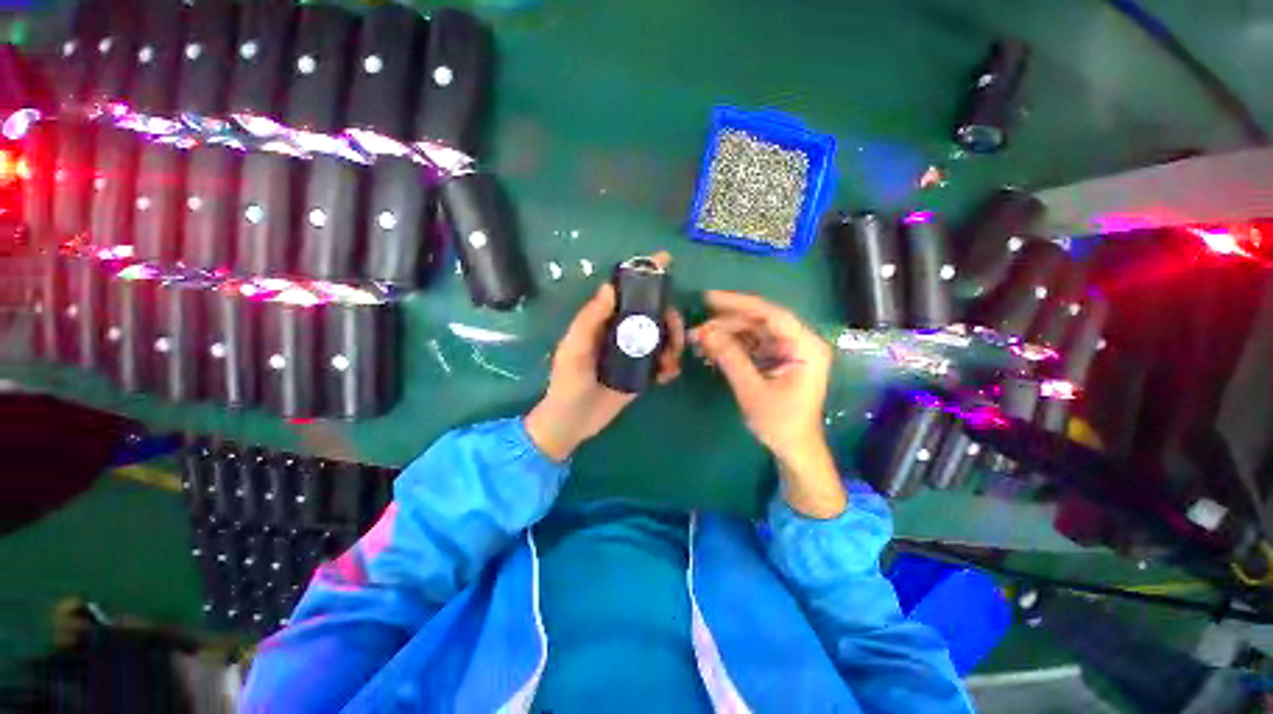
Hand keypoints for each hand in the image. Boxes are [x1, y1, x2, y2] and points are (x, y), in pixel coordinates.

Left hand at [526, 253, 683, 461]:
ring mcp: (634, 353)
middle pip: (653, 313)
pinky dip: (671, 364)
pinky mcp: (642, 373)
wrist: (573, 423)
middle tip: (675, 333)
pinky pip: (663, 361)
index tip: (666, 261)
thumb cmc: (568, 383)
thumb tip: (610, 287)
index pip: (626, 293)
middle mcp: (621, 332)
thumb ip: (590, 320)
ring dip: (674, 343)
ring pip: (663, 336)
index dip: (645, 275)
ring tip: (670, 362)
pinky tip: (668, 375)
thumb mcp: (574, 350)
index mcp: (604, 322)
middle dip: (670, 318)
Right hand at [690, 291, 844, 517]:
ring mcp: (787, 351)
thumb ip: (730, 358)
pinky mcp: (776, 360)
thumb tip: (705, 332)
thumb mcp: (752, 391)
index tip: (709, 299)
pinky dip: (731, 347)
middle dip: (726, 324)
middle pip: (759, 322)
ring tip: (699, 339)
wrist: (794, 450)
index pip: (772, 314)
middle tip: (697, 328)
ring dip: (725, 335)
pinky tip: (710, 350)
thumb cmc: (781, 423)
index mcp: (805, 347)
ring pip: (752, 333)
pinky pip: (751, 346)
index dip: (739, 303)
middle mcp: (798, 342)